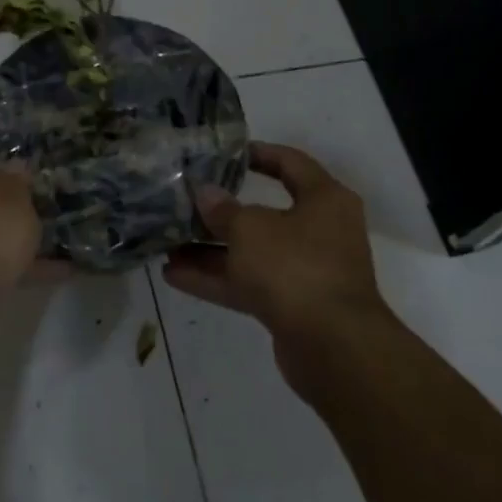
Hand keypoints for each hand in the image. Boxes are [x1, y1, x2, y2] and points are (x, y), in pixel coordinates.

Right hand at [163, 142, 388, 356]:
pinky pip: (250, 283)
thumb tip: (205, 193)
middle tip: (185, 204)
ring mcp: (307, 271)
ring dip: (212, 250)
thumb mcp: (251, 229)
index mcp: (324, 199)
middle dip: (221, 213)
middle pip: (265, 213)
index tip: (223, 154)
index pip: (290, 163)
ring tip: (167, 244)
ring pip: (253, 253)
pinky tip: (175, 275)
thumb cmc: (295, 267)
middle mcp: (320, 231)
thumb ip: (223, 210)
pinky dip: (217, 279)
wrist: (334, 347)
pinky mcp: (293, 306)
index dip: (257, 154)